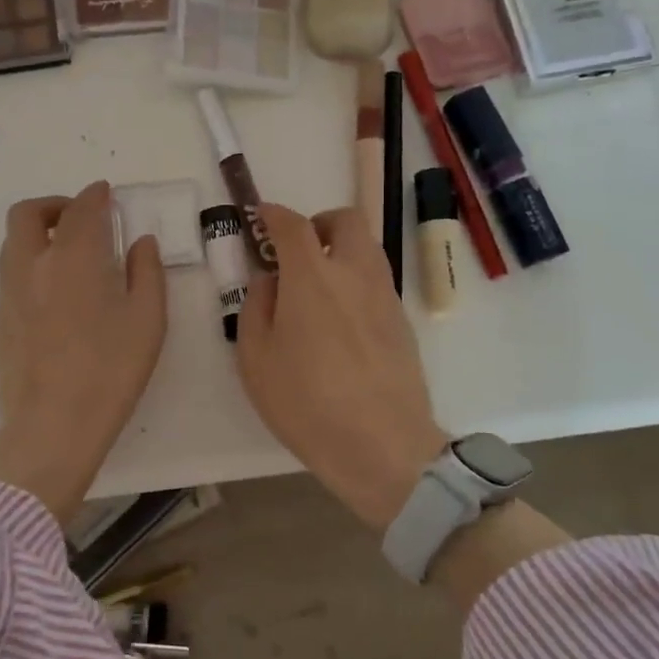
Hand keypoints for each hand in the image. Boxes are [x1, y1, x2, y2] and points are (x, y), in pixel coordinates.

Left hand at [0, 182, 167, 523]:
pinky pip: (11, 277)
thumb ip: (147, 271)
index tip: (105, 194)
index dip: (94, 195)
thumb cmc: (111, 370)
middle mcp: (32, 265)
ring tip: (68, 255)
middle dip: (54, 205)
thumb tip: (140, 242)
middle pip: (28, 214)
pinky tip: (55, 297)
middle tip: (79, 218)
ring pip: (13, 244)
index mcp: (73, 257)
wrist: (53, 426)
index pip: (80, 208)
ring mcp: (9, 294)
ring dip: (38, 235)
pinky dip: (31, 267)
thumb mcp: (148, 319)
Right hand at [236, 203, 447, 532]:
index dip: (273, 214)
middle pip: (346, 221)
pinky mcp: (402, 322)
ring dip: (341, 252)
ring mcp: (384, 296)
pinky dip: (356, 282)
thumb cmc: (306, 402)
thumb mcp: (255, 358)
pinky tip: (340, 321)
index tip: (261, 216)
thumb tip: (269, 279)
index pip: (293, 225)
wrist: (381, 445)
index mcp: (312, 276)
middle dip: (319, 224)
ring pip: (368, 249)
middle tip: (299, 252)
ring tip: (318, 288)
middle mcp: (354, 274)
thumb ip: (256, 306)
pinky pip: (377, 282)